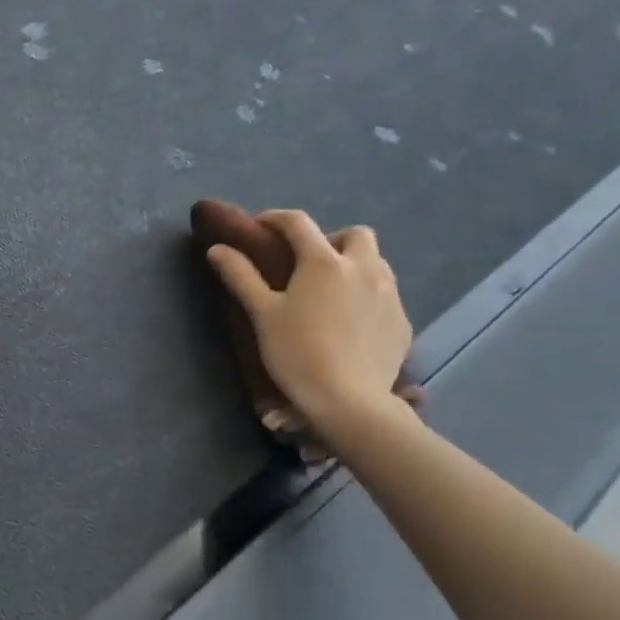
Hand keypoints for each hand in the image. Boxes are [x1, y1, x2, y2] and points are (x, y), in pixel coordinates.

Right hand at [206, 211, 414, 438]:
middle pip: (355, 234)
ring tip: (332, 292)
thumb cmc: (297, 352)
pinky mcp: (402, 322)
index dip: (275, 219)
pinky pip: (386, 295)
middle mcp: (363, 268)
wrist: (348, 400)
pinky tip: (351, 322)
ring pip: (376, 263)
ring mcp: (389, 294)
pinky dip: (368, 296)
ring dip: (354, 265)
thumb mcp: (263, 314)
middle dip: (331, 239)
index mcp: (324, 261)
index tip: (259, 227)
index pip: (298, 223)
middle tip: (308, 263)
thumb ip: (241, 276)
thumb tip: (217, 248)